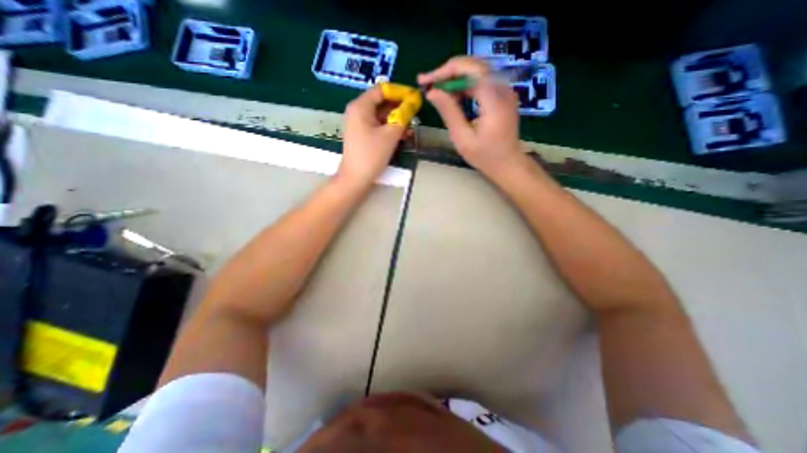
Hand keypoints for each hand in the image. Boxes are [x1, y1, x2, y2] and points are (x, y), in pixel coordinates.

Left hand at [338, 86, 407, 187]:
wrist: (356, 179)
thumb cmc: (371, 155)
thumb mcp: (390, 134)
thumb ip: (403, 116)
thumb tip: (413, 102)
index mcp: (361, 106)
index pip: (382, 89)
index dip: (400, 92)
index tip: (415, 99)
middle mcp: (357, 111)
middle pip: (381, 102)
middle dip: (399, 108)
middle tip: (415, 115)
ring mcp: (359, 124)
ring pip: (381, 116)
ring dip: (396, 120)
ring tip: (410, 129)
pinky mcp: (362, 135)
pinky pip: (377, 126)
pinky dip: (389, 129)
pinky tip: (402, 136)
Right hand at [419, 56, 526, 175]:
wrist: (508, 163)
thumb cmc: (485, 156)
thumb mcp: (463, 138)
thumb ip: (449, 112)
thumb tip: (432, 92)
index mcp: (493, 99)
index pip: (468, 70)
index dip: (444, 71)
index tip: (424, 81)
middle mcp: (502, 88)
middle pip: (472, 66)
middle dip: (447, 72)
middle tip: (428, 85)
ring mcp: (504, 90)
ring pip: (476, 71)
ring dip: (455, 79)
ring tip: (438, 92)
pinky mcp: (502, 94)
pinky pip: (481, 81)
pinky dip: (464, 85)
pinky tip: (453, 97)